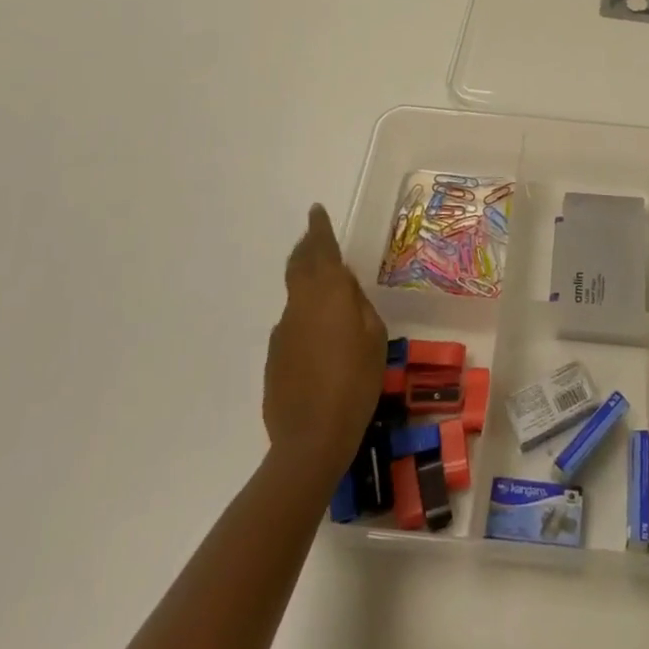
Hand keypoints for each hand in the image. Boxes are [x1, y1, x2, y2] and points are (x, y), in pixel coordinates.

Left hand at [263, 205, 386, 482]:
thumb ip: (358, 305)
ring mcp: (282, 330)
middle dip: (306, 247)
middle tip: (314, 237)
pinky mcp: (274, 356)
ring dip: (307, 285)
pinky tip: (320, 342)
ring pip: (296, 295)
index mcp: (328, 294)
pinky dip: (304, 318)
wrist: (311, 438)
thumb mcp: (374, 337)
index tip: (316, 210)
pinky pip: (292, 324)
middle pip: (299, 265)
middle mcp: (300, 304)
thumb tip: (345, 287)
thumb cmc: (356, 382)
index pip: (321, 250)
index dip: (319, 229)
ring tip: (327, 296)